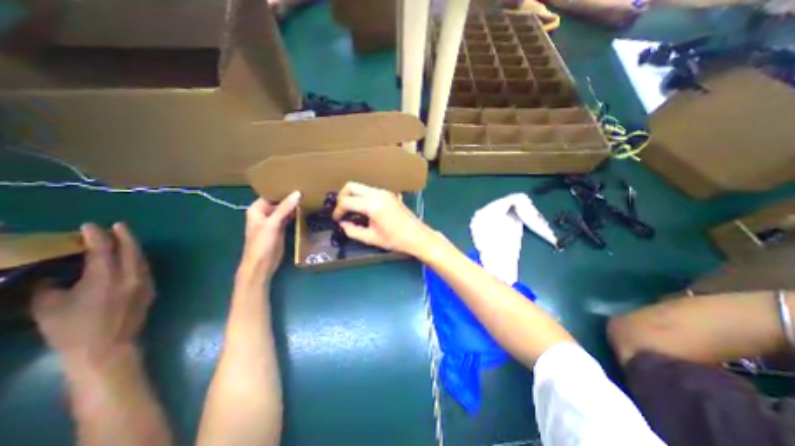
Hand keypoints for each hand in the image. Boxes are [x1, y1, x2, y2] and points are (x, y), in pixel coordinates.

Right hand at [31, 226, 152, 356]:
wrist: (107, 346)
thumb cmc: (72, 329)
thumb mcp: (48, 307)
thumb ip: (49, 286)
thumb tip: (51, 273)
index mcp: (105, 277)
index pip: (103, 249)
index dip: (96, 236)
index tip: (89, 226)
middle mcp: (130, 275)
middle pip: (131, 249)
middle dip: (125, 235)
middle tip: (117, 225)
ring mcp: (144, 282)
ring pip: (141, 258)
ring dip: (134, 246)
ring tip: (125, 237)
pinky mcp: (150, 289)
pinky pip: (145, 268)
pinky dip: (138, 259)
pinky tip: (132, 257)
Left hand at [236, 191, 300, 282]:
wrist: (262, 265)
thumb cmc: (262, 243)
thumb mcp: (272, 223)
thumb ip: (285, 208)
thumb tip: (298, 193)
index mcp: (257, 209)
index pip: (271, 194)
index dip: (282, 189)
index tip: (297, 181)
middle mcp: (265, 213)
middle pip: (279, 201)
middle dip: (291, 197)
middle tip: (307, 188)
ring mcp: (273, 222)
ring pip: (285, 210)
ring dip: (294, 205)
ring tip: (308, 196)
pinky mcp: (281, 229)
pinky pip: (289, 218)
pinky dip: (296, 214)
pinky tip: (306, 209)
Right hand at [332, 181, 437, 257]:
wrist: (418, 236)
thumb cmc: (396, 240)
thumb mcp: (372, 238)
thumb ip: (353, 231)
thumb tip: (342, 224)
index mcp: (373, 205)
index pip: (347, 201)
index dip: (338, 210)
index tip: (336, 219)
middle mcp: (378, 194)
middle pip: (351, 186)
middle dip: (342, 197)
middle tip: (341, 211)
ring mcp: (385, 192)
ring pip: (361, 187)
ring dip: (352, 196)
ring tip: (351, 212)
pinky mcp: (389, 194)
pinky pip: (370, 191)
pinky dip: (362, 197)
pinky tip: (363, 210)